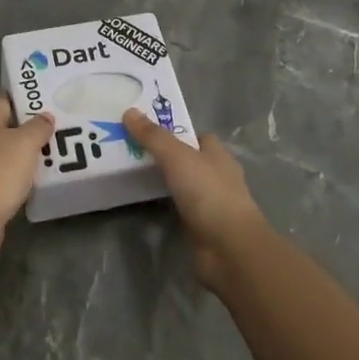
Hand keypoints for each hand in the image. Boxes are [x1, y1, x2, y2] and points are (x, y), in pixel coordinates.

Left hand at [0, 97, 54, 264]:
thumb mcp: (25, 143)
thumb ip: (38, 126)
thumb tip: (45, 116)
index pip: (7, 101)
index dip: (28, 100)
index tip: (51, 101)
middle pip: (8, 128)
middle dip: (32, 130)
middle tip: (60, 130)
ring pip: (7, 154)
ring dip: (27, 155)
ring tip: (55, 155)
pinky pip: (4, 176)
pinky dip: (20, 176)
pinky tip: (37, 181)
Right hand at [123, 108, 267, 289]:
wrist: (229, 248)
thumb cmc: (208, 193)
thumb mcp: (177, 157)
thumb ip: (153, 136)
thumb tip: (129, 111)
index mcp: (218, 155)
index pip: (197, 137)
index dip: (175, 132)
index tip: (147, 131)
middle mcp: (218, 176)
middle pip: (189, 160)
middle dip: (166, 157)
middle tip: (133, 152)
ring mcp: (212, 204)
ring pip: (184, 185)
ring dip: (165, 182)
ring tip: (133, 175)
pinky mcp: (203, 227)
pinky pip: (180, 209)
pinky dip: (167, 205)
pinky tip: (146, 204)